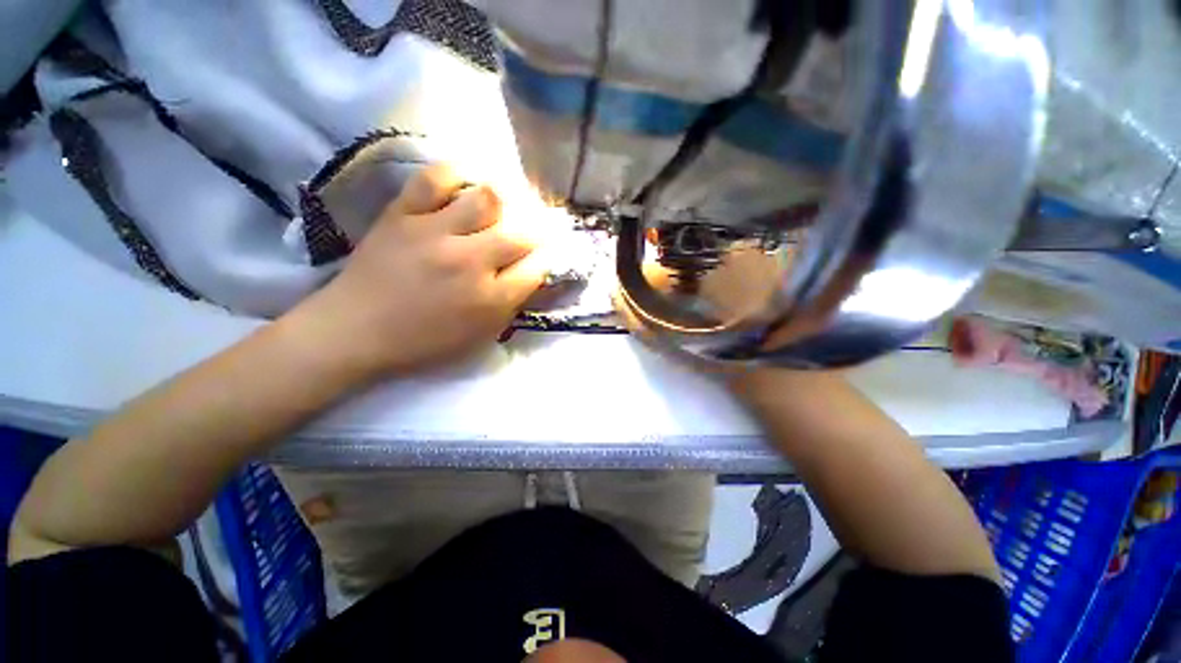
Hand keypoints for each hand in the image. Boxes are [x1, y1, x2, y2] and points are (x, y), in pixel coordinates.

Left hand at [289, 164, 546, 380]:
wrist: (355, 330)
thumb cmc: (424, 341)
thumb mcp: (479, 335)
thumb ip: (511, 305)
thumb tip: (534, 275)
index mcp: (489, 299)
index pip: (538, 268)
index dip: (549, 258)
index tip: (548, 254)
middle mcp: (469, 262)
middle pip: (522, 234)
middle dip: (538, 231)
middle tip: (535, 229)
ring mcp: (435, 233)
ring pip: (488, 199)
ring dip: (507, 200)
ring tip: (507, 204)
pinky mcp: (403, 214)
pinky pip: (436, 179)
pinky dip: (457, 174)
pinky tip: (468, 182)